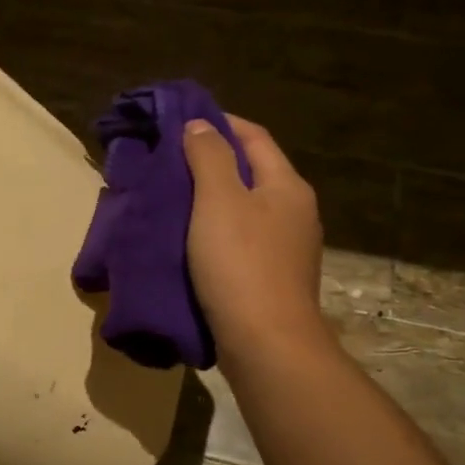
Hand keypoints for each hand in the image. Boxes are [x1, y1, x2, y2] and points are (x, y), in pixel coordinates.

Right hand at [183, 115, 329, 365]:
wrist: (266, 343)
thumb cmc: (240, 264)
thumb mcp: (218, 200)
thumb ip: (209, 157)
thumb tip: (201, 124)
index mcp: (287, 185)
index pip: (253, 136)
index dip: (219, 122)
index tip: (180, 120)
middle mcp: (294, 211)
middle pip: (251, 171)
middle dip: (212, 160)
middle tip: (169, 159)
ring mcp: (287, 247)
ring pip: (245, 207)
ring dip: (212, 197)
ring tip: (173, 197)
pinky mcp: (272, 277)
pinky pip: (242, 238)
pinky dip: (215, 229)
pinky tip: (190, 238)